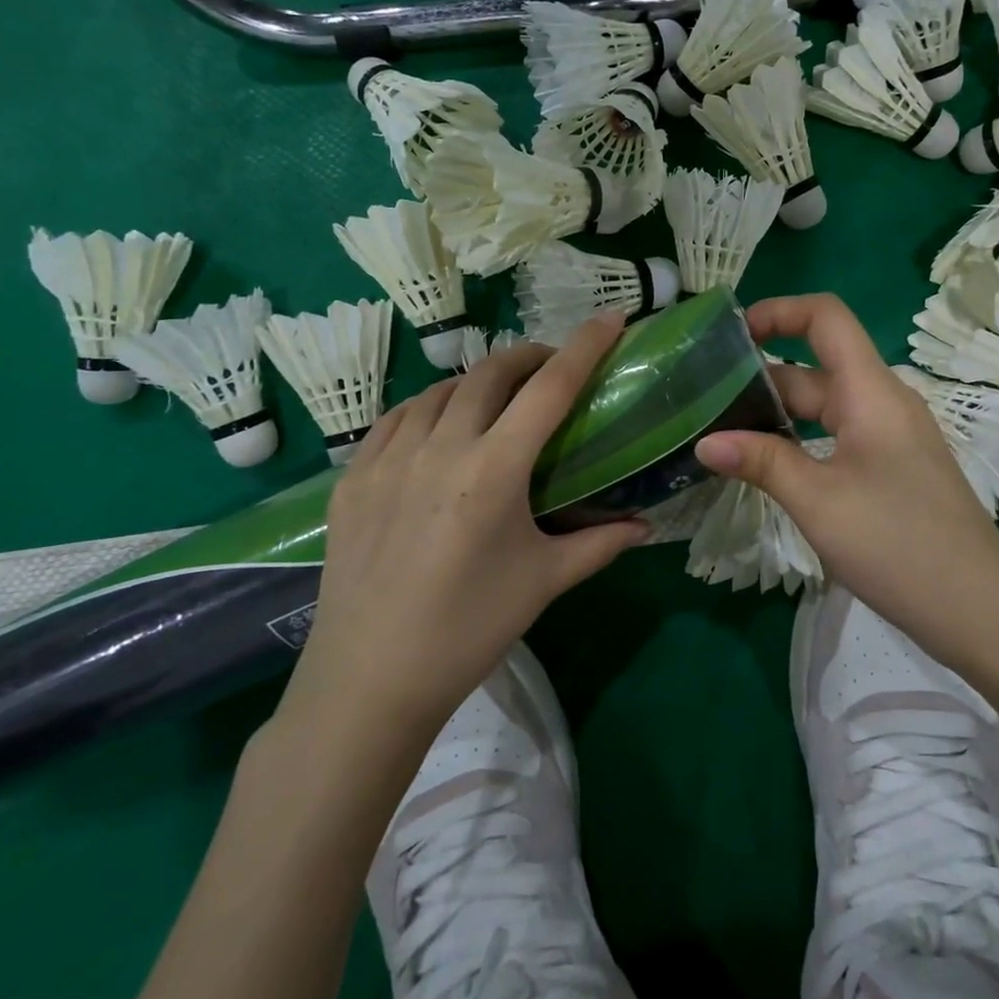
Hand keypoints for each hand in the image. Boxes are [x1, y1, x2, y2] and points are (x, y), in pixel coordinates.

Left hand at [277, 314, 649, 743]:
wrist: (369, 681)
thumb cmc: (469, 629)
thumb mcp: (544, 582)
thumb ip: (600, 544)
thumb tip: (646, 527)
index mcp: (494, 470)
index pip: (550, 388)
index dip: (585, 346)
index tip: (611, 317)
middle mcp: (440, 448)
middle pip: (491, 373)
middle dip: (529, 357)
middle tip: (550, 369)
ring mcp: (387, 459)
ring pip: (440, 390)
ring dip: (477, 383)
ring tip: (496, 401)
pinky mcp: (351, 477)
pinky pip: (396, 419)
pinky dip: (429, 408)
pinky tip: (437, 428)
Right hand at [694, 294, 998, 659]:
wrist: (979, 610)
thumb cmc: (897, 543)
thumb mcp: (818, 501)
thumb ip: (761, 463)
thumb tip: (704, 443)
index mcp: (870, 391)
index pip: (825, 317)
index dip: (778, 310)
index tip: (731, 334)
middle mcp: (881, 402)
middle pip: (816, 366)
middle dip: (761, 373)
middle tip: (704, 395)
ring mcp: (889, 437)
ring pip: (824, 406)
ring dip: (776, 413)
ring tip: (720, 429)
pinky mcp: (891, 468)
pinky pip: (836, 436)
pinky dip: (798, 441)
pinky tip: (765, 466)